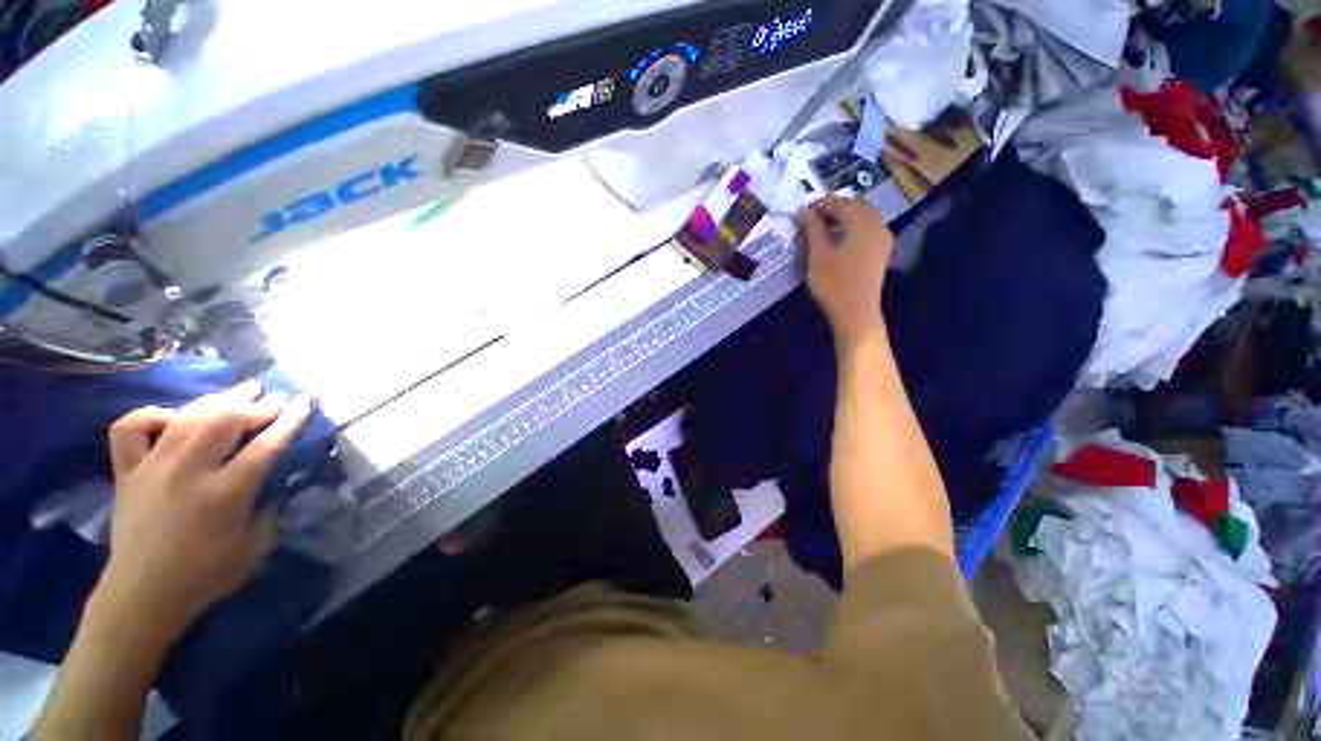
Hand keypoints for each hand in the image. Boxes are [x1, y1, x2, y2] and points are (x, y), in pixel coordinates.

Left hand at [96, 381, 312, 639]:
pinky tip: (174, 417)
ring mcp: (152, 468)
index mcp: (225, 493)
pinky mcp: (127, 471)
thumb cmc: (206, 575)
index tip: (306, 402)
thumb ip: (270, 509)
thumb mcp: (254, 546)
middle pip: (224, 421)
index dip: (290, 420)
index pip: (265, 445)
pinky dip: (153, 414)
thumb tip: (278, 484)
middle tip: (275, 395)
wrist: (142, 594)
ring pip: (186, 416)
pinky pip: (132, 428)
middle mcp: (188, 472)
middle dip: (256, 403)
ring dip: (219, 398)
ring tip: (241, 389)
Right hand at [799, 197, 894, 350]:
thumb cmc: (833, 284)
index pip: (840, 203)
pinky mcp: (881, 252)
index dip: (819, 204)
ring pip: (864, 216)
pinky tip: (839, 239)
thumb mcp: (818, 255)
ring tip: (823, 228)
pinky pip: (868, 228)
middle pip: (856, 205)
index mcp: (862, 223)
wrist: (856, 313)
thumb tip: (803, 211)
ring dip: (844, 216)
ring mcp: (883, 238)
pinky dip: (853, 227)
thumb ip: (812, 229)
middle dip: (834, 207)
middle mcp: (877, 225)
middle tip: (812, 218)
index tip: (801, 212)